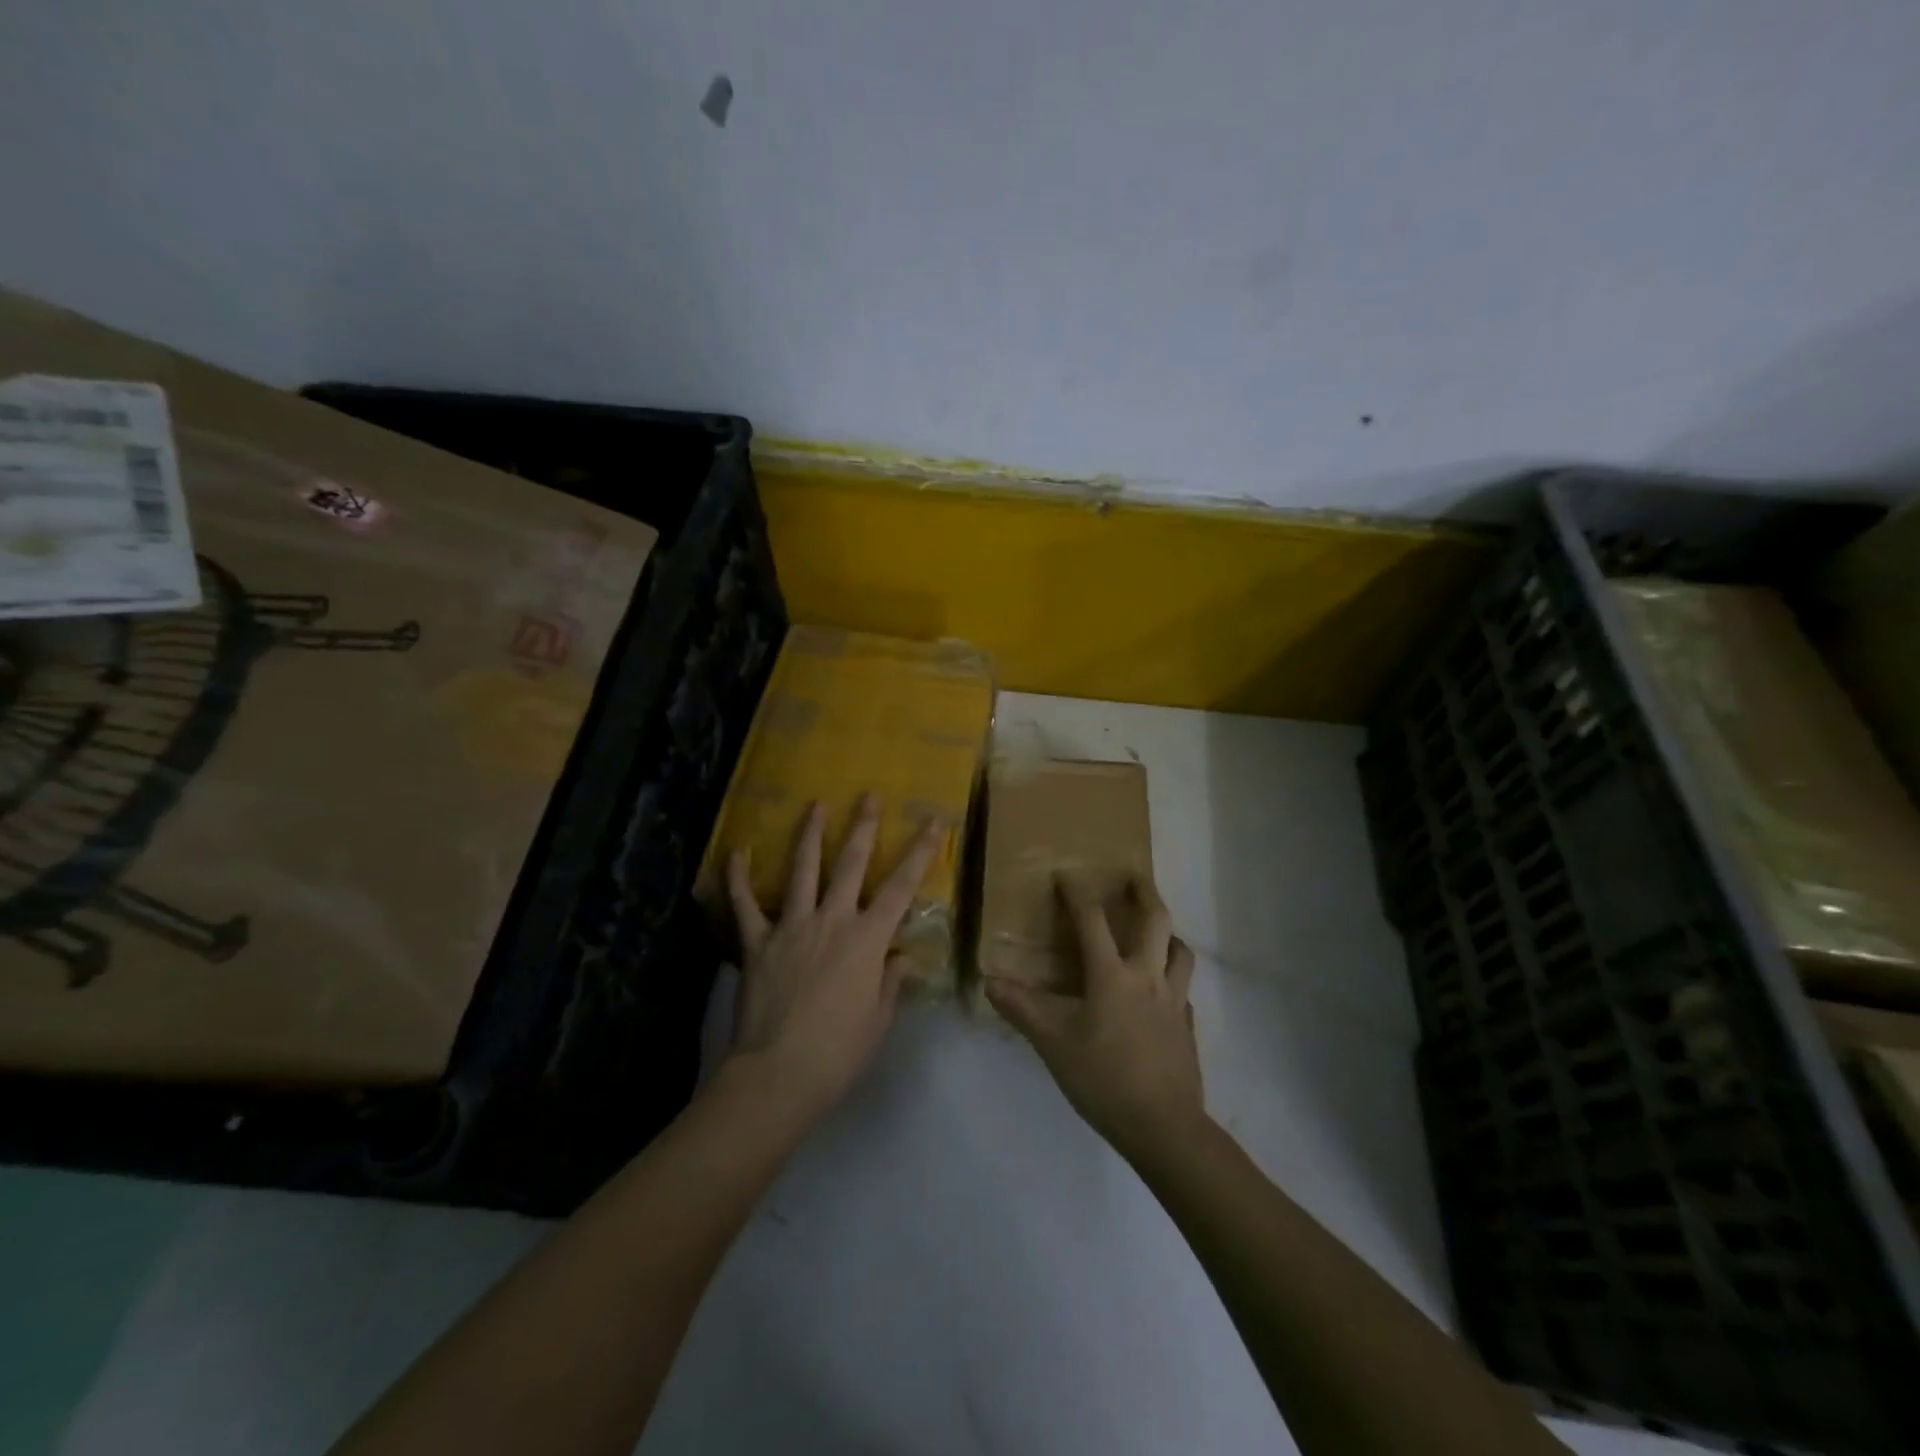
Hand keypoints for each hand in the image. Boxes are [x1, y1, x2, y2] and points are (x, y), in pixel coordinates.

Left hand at [725, 794, 943, 1128]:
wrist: (778, 1075)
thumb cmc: (838, 1052)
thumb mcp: (879, 1020)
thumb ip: (890, 981)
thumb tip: (900, 956)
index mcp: (867, 940)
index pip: (901, 888)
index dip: (920, 852)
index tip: (932, 822)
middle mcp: (831, 921)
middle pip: (851, 864)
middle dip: (863, 826)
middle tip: (868, 795)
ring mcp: (791, 927)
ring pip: (801, 871)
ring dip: (809, 835)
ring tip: (815, 805)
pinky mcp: (757, 943)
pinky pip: (745, 905)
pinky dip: (738, 878)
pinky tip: (737, 851)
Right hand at [987, 876, 1203, 1165]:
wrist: (1163, 1126)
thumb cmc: (1103, 1078)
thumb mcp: (1053, 1043)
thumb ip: (1022, 1009)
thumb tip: (990, 981)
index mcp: (1112, 975)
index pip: (1092, 921)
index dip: (1077, 894)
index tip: (1066, 875)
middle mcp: (1148, 976)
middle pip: (1156, 921)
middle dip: (1144, 893)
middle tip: (1134, 878)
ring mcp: (1174, 1001)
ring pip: (1181, 952)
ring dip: (1169, 935)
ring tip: (1157, 933)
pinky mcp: (1187, 1027)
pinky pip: (1184, 991)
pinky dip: (1174, 980)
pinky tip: (1163, 993)